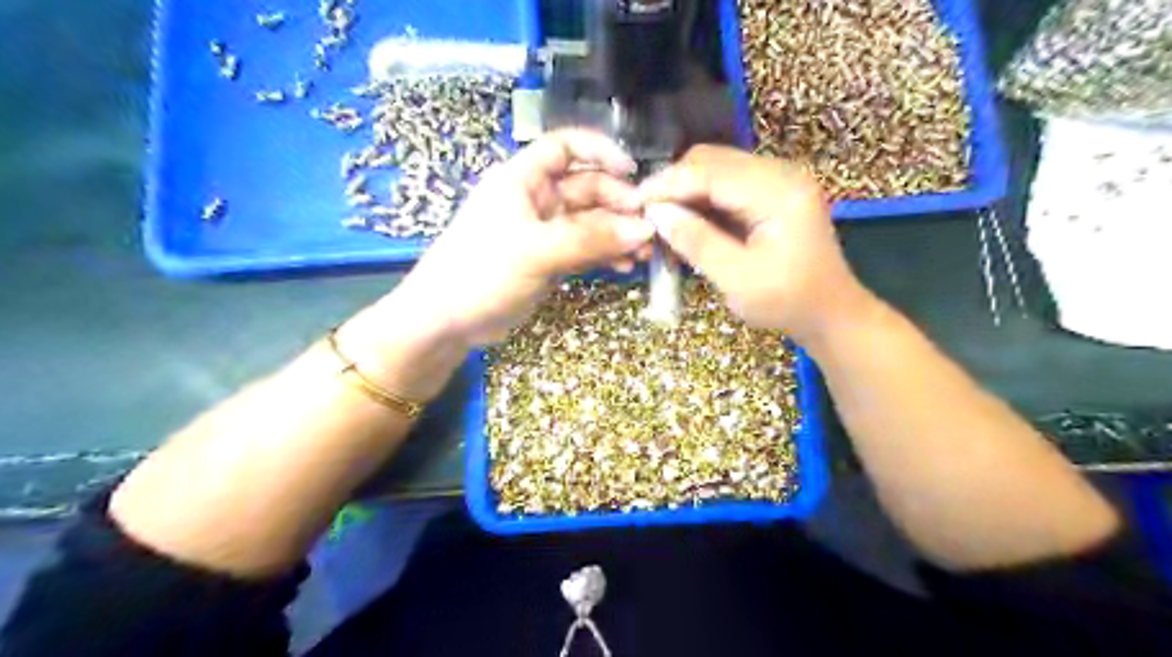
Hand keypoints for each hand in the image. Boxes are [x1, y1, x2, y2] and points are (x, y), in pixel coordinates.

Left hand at [380, 128, 654, 350]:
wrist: (447, 322)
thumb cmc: (481, 272)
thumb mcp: (536, 251)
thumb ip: (591, 239)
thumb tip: (645, 230)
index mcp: (523, 179)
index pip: (565, 147)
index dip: (600, 152)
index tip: (633, 171)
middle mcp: (536, 199)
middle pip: (587, 188)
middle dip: (619, 205)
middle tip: (650, 228)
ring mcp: (544, 232)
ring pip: (590, 222)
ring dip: (618, 234)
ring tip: (644, 252)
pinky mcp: (549, 260)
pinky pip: (585, 249)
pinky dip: (606, 254)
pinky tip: (625, 266)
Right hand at [639, 146, 872, 346]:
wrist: (829, 313)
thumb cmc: (787, 302)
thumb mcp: (738, 279)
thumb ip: (697, 242)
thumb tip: (657, 213)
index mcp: (780, 191)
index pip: (711, 171)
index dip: (669, 184)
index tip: (635, 204)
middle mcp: (781, 173)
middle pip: (712, 160)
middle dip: (674, 184)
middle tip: (645, 214)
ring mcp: (778, 180)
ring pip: (715, 169)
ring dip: (685, 191)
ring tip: (661, 219)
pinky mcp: (771, 192)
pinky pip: (725, 185)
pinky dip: (700, 200)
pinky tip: (684, 221)